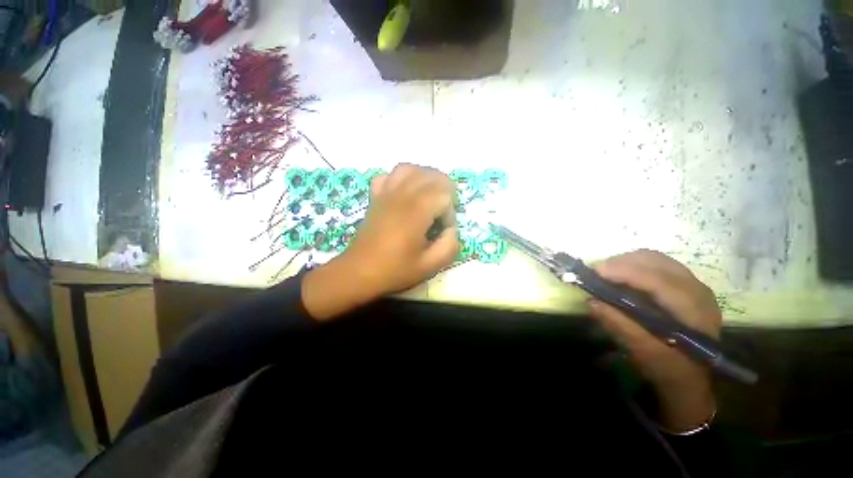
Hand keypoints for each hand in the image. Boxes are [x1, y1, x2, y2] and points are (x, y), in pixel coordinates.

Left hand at [302, 164, 458, 319]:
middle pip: (431, 175)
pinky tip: (405, 192)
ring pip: (410, 169)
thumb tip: (451, 229)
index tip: (443, 230)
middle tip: (443, 212)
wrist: (358, 271)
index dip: (450, 212)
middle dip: (445, 190)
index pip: (444, 195)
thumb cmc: (394, 270)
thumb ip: (449, 246)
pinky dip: (401, 178)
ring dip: (425, 178)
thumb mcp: (429, 266)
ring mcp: (386, 194)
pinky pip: (389, 175)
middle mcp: (402, 196)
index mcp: (416, 212)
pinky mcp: (376, 197)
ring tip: (430, 195)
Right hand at [589, 250, 719, 431]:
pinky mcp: (686, 284)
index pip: (656, 278)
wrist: (691, 377)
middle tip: (598, 273)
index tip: (595, 271)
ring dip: (627, 261)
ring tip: (607, 273)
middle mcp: (696, 289)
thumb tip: (591, 300)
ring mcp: (693, 284)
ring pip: (655, 258)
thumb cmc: (668, 367)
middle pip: (655, 260)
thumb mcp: (642, 350)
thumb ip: (618, 323)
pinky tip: (624, 277)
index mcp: (691, 308)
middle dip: (622, 262)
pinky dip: (636, 265)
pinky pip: (657, 263)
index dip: (624, 271)